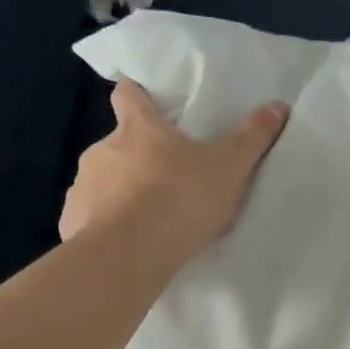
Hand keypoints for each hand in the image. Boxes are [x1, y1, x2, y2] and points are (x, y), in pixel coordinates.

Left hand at [60, 80, 289, 263]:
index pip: (128, 93)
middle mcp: (103, 149)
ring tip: (148, 217)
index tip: (145, 98)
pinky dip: (104, 224)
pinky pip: (89, 217)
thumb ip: (252, 137)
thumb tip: (278, 105)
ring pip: (103, 180)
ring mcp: (83, 186)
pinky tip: (125, 243)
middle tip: (168, 175)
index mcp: (138, 128)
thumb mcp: (228, 167)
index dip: (136, 92)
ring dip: (121, 191)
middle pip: (119, 142)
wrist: (128, 256)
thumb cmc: (179, 199)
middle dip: (139, 154)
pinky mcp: (71, 222)